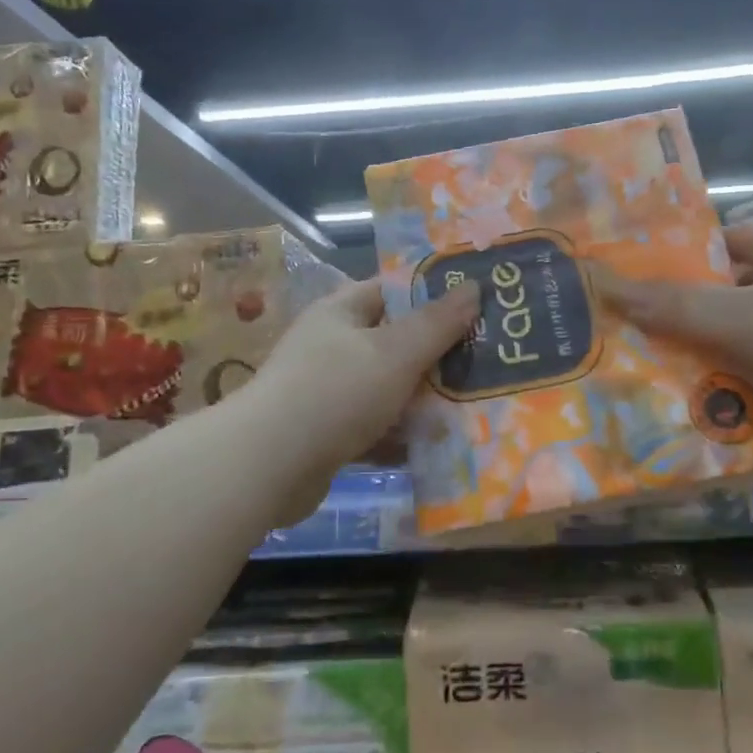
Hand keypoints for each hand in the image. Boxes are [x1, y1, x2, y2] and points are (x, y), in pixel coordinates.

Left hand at [245, 277, 479, 523]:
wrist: (268, 465)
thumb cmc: (337, 392)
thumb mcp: (396, 352)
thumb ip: (437, 323)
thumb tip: (473, 286)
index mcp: (341, 312)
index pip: (392, 291)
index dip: (434, 296)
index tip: (477, 308)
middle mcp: (331, 346)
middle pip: (394, 342)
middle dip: (436, 355)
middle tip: (484, 364)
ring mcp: (327, 391)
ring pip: (387, 388)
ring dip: (422, 400)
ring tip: (472, 407)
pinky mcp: (327, 434)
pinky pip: (374, 427)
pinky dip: (400, 435)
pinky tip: (436, 447)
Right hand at [600, 217, 752, 409]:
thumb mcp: (736, 316)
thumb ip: (671, 305)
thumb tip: (603, 286)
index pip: (713, 243)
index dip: (677, 267)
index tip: (643, 298)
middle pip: (732, 289)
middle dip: (697, 319)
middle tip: (654, 347)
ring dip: (729, 353)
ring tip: (687, 381)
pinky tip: (742, 403)